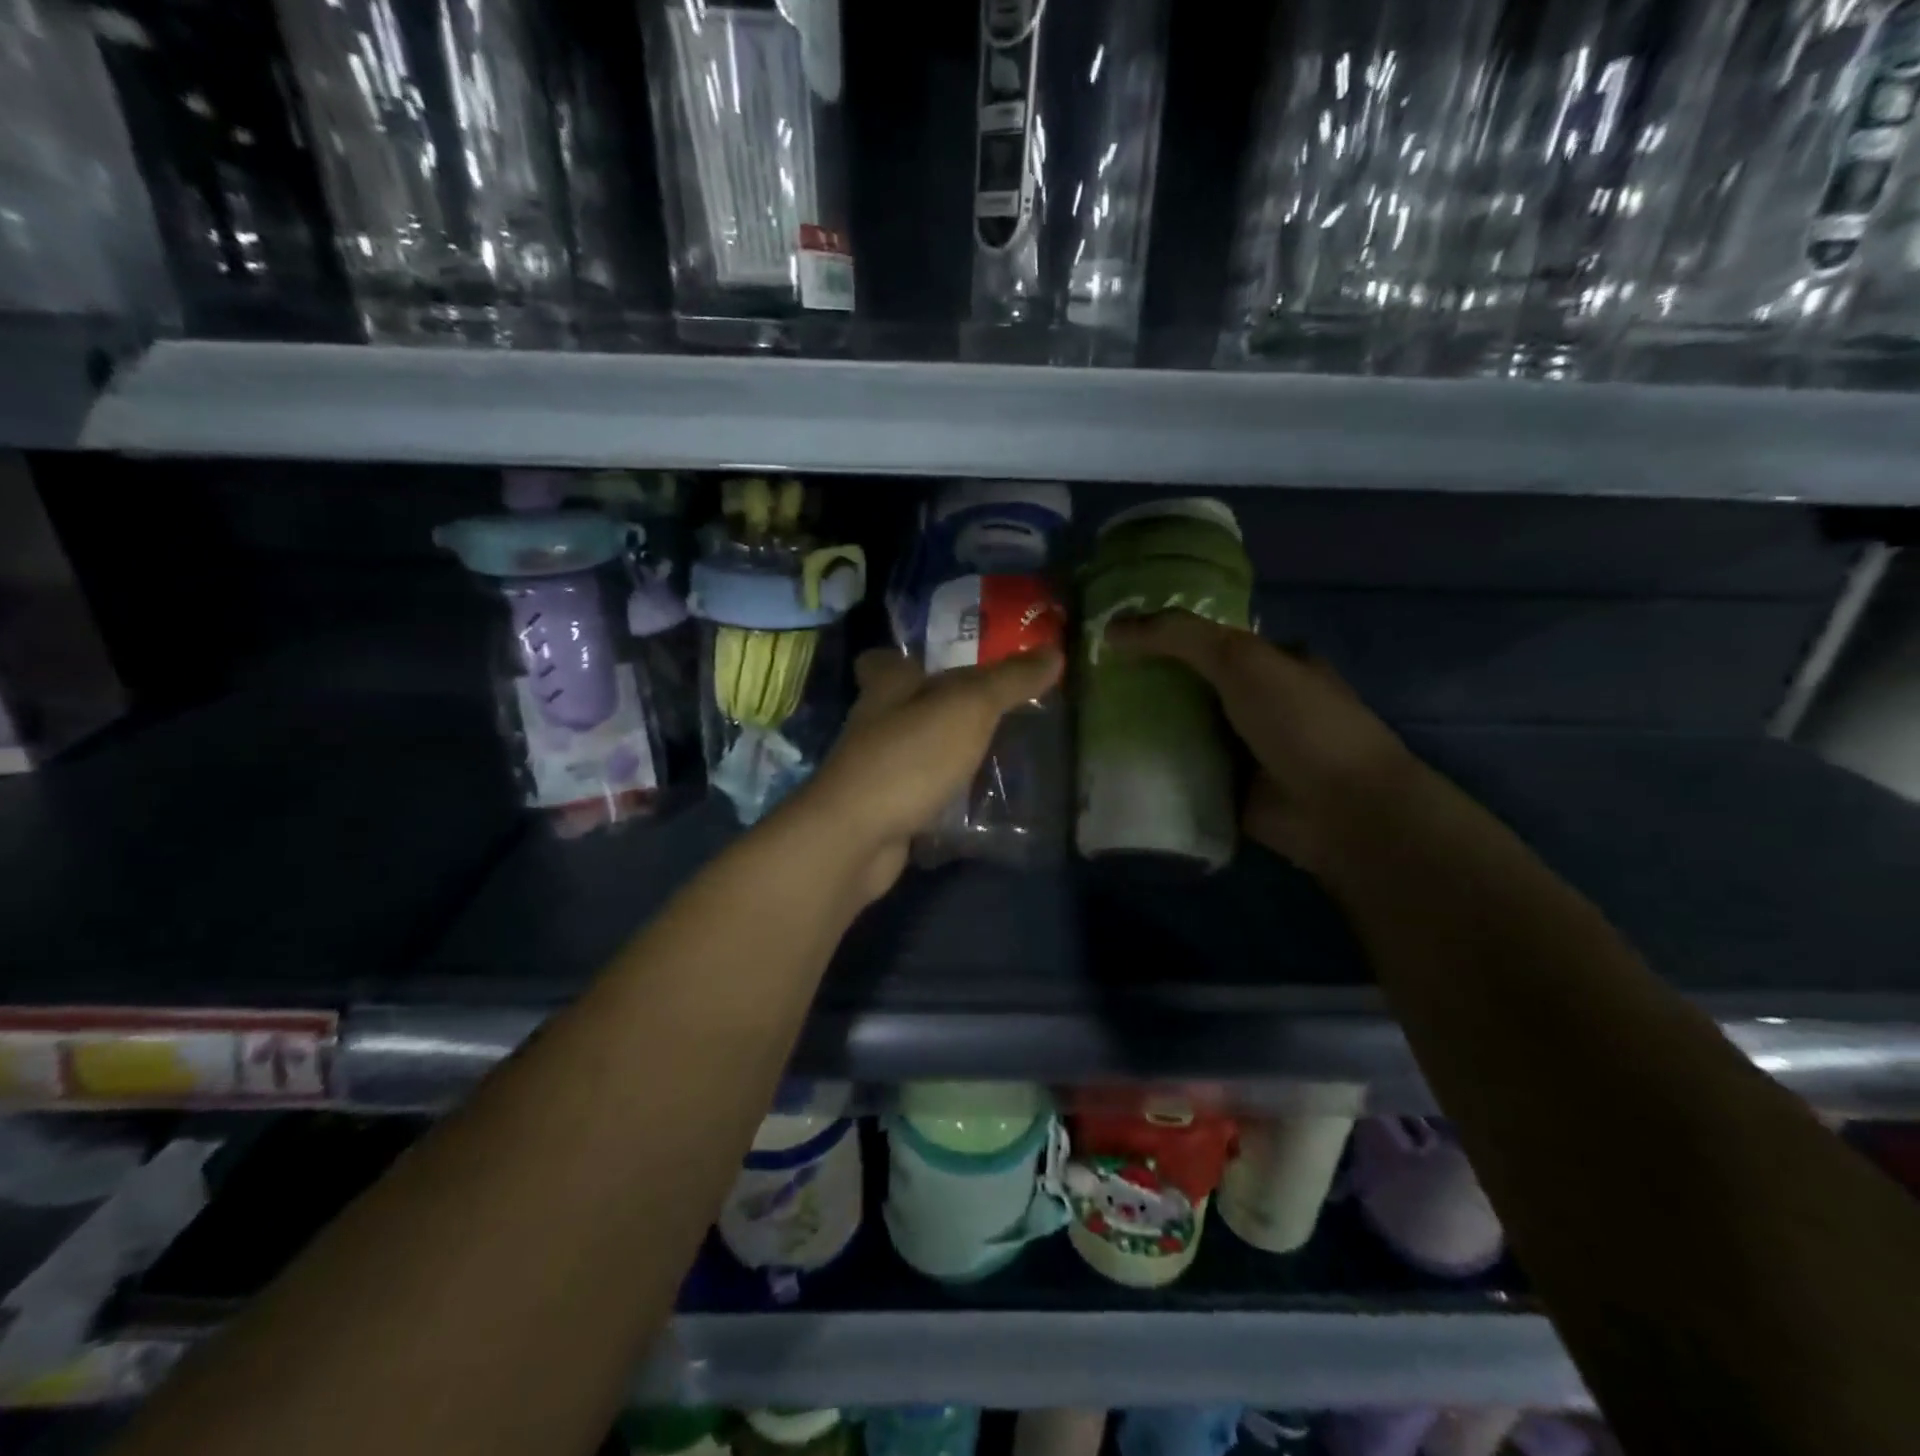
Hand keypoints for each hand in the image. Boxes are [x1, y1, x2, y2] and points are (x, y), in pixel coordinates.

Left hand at [801, 646, 1063, 902]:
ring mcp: (875, 770)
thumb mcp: (969, 707)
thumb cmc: (911, 756)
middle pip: (904, 706)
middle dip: (939, 708)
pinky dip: (942, 795)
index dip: (907, 658)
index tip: (943, 663)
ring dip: (944, 752)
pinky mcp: (884, 810)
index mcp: (887, 686)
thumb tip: (1055, 652)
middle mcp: (874, 723)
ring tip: (995, 754)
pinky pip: (919, 793)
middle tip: (991, 710)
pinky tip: (976, 802)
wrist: (858, 837)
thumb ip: (1010, 680)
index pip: (885, 660)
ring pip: (914, 751)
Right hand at [1103, 613, 1420, 874]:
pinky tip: (1110, 765)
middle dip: (1146, 685)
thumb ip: (1179, 637)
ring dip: (1144, 729)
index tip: (1115, 641)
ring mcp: (1243, 751)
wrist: (1341, 810)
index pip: (1210, 642)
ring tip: (1088, 722)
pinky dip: (1153, 771)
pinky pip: (1181, 774)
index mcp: (1273, 663)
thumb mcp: (1241, 659)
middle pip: (1190, 687)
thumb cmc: (1300, 722)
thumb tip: (1111, 629)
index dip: (1165, 637)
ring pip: (1182, 731)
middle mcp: (1258, 704)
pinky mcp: (1227, 791)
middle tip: (1092, 683)